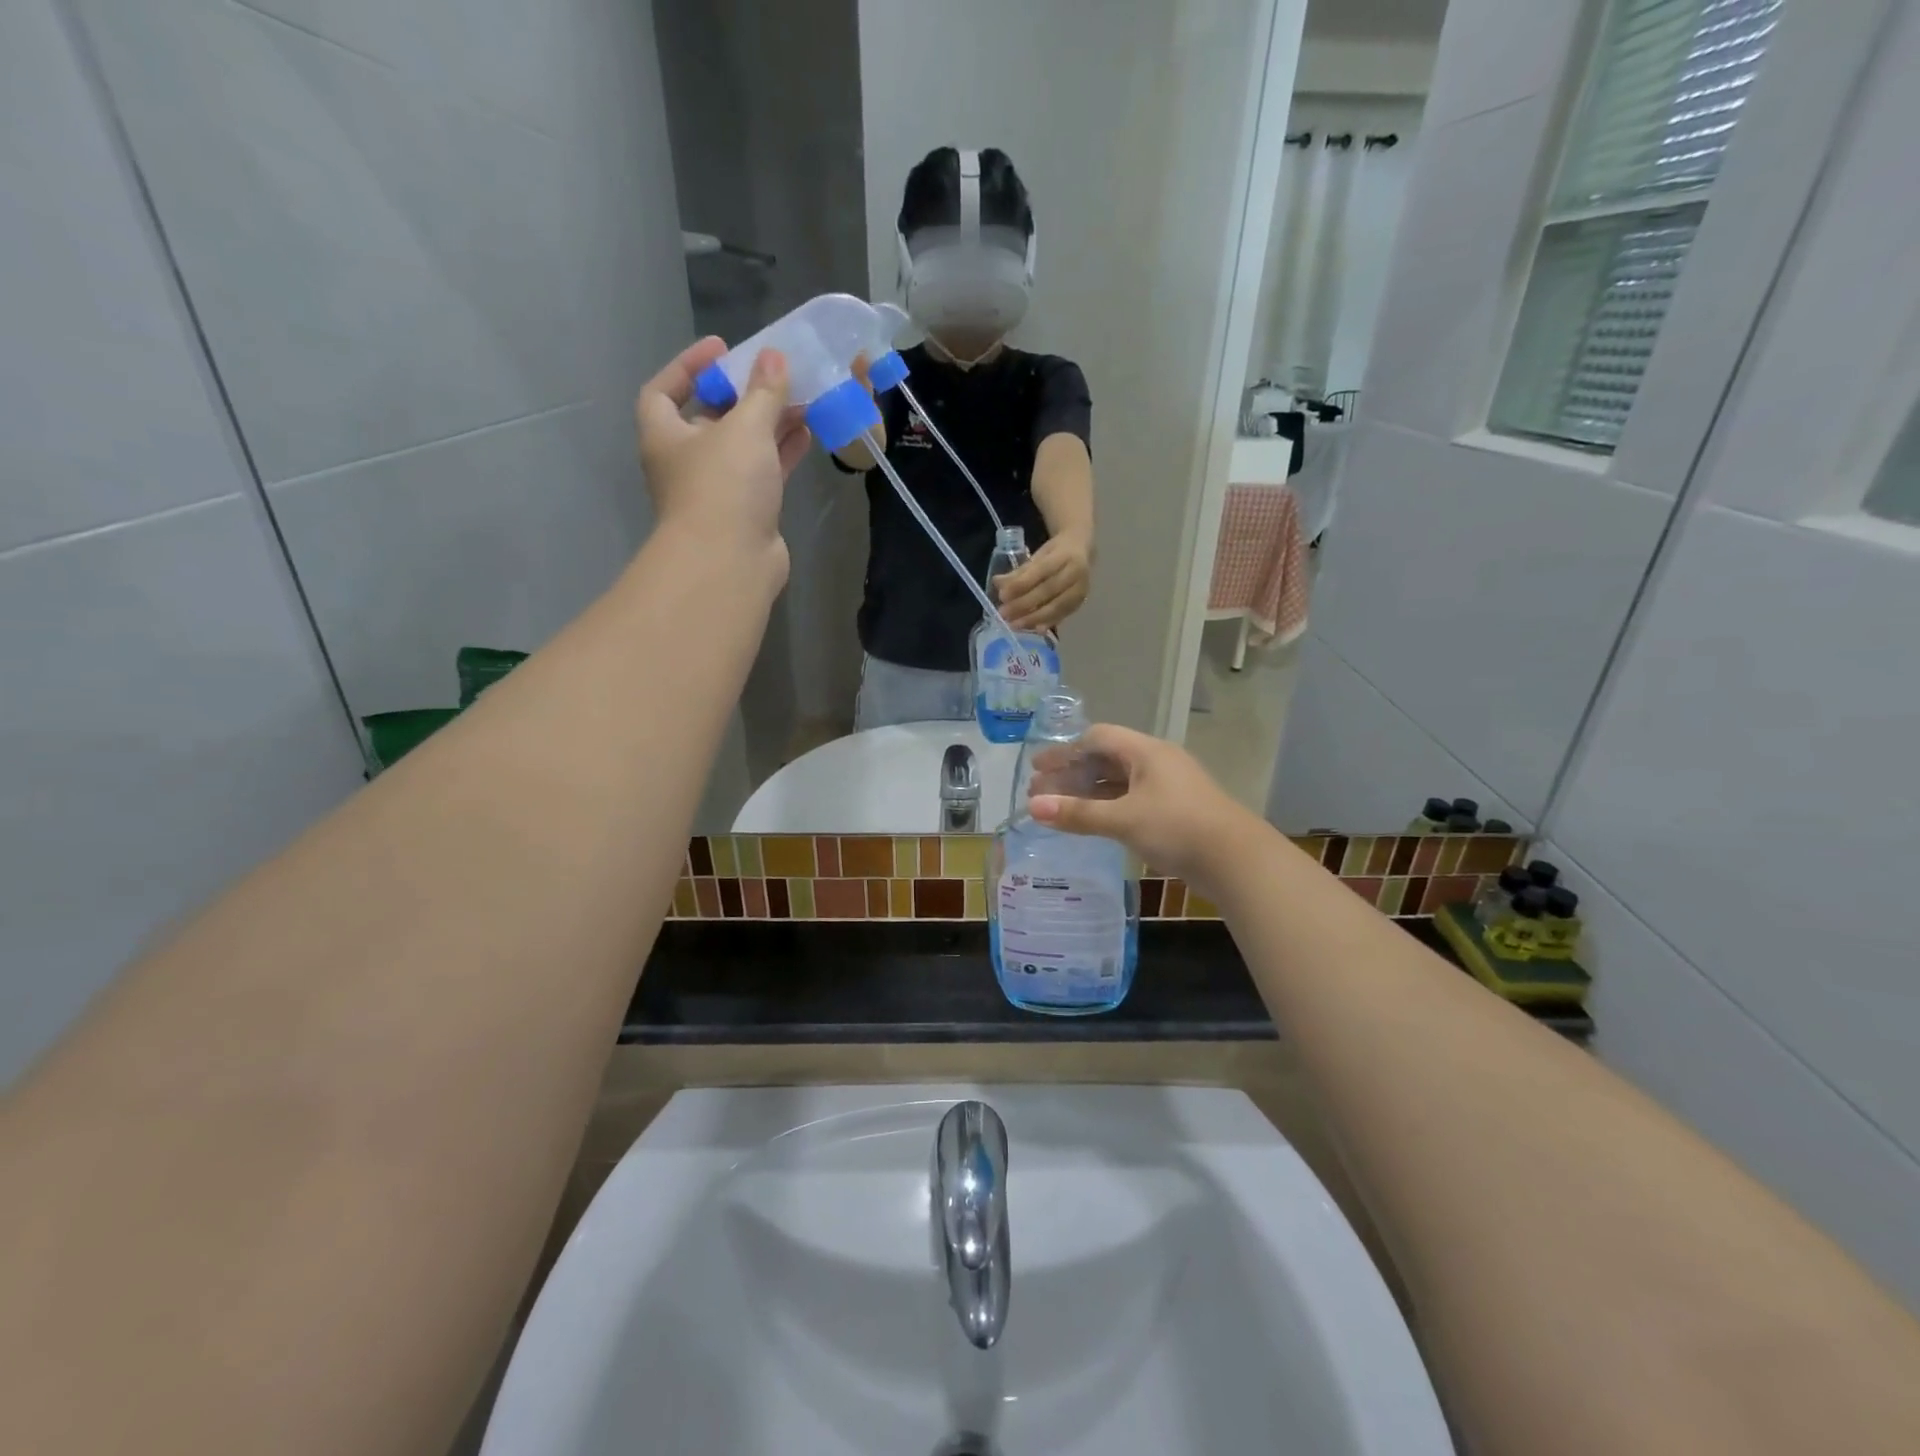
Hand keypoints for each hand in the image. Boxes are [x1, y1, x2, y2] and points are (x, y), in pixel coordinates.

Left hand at [635, 337, 810, 575]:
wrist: (730, 562)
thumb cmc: (724, 485)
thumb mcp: (745, 427)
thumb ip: (763, 391)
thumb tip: (774, 356)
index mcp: (665, 435)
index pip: (664, 389)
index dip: (689, 365)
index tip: (722, 349)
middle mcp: (685, 461)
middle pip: (710, 418)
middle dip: (741, 395)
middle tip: (772, 375)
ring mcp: (717, 490)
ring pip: (743, 447)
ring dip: (768, 424)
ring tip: (800, 400)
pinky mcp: (746, 513)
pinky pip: (763, 473)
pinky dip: (781, 453)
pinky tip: (807, 435)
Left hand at [994, 530, 1091, 630]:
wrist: (1082, 550)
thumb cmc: (1055, 553)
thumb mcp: (1037, 556)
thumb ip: (1019, 571)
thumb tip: (997, 583)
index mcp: (1064, 555)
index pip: (1040, 571)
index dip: (1021, 584)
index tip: (1002, 596)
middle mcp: (1076, 572)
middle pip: (1048, 591)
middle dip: (1024, 604)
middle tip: (1004, 614)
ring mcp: (1081, 589)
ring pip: (1057, 606)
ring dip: (1034, 618)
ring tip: (1015, 625)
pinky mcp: (1081, 602)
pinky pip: (1063, 615)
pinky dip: (1048, 623)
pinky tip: (1035, 630)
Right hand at [1028, 725, 1262, 896]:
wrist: (1237, 861)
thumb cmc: (1177, 828)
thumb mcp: (1123, 820)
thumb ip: (1078, 814)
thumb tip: (1033, 806)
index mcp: (1146, 752)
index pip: (1098, 738)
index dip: (1066, 751)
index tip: (1039, 769)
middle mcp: (1157, 762)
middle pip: (1106, 760)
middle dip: (1071, 774)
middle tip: (1040, 792)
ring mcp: (1167, 788)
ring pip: (1118, 783)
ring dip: (1088, 793)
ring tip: (1058, 809)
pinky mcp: (1174, 812)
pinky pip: (1131, 800)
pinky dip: (1107, 807)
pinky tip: (1092, 822)